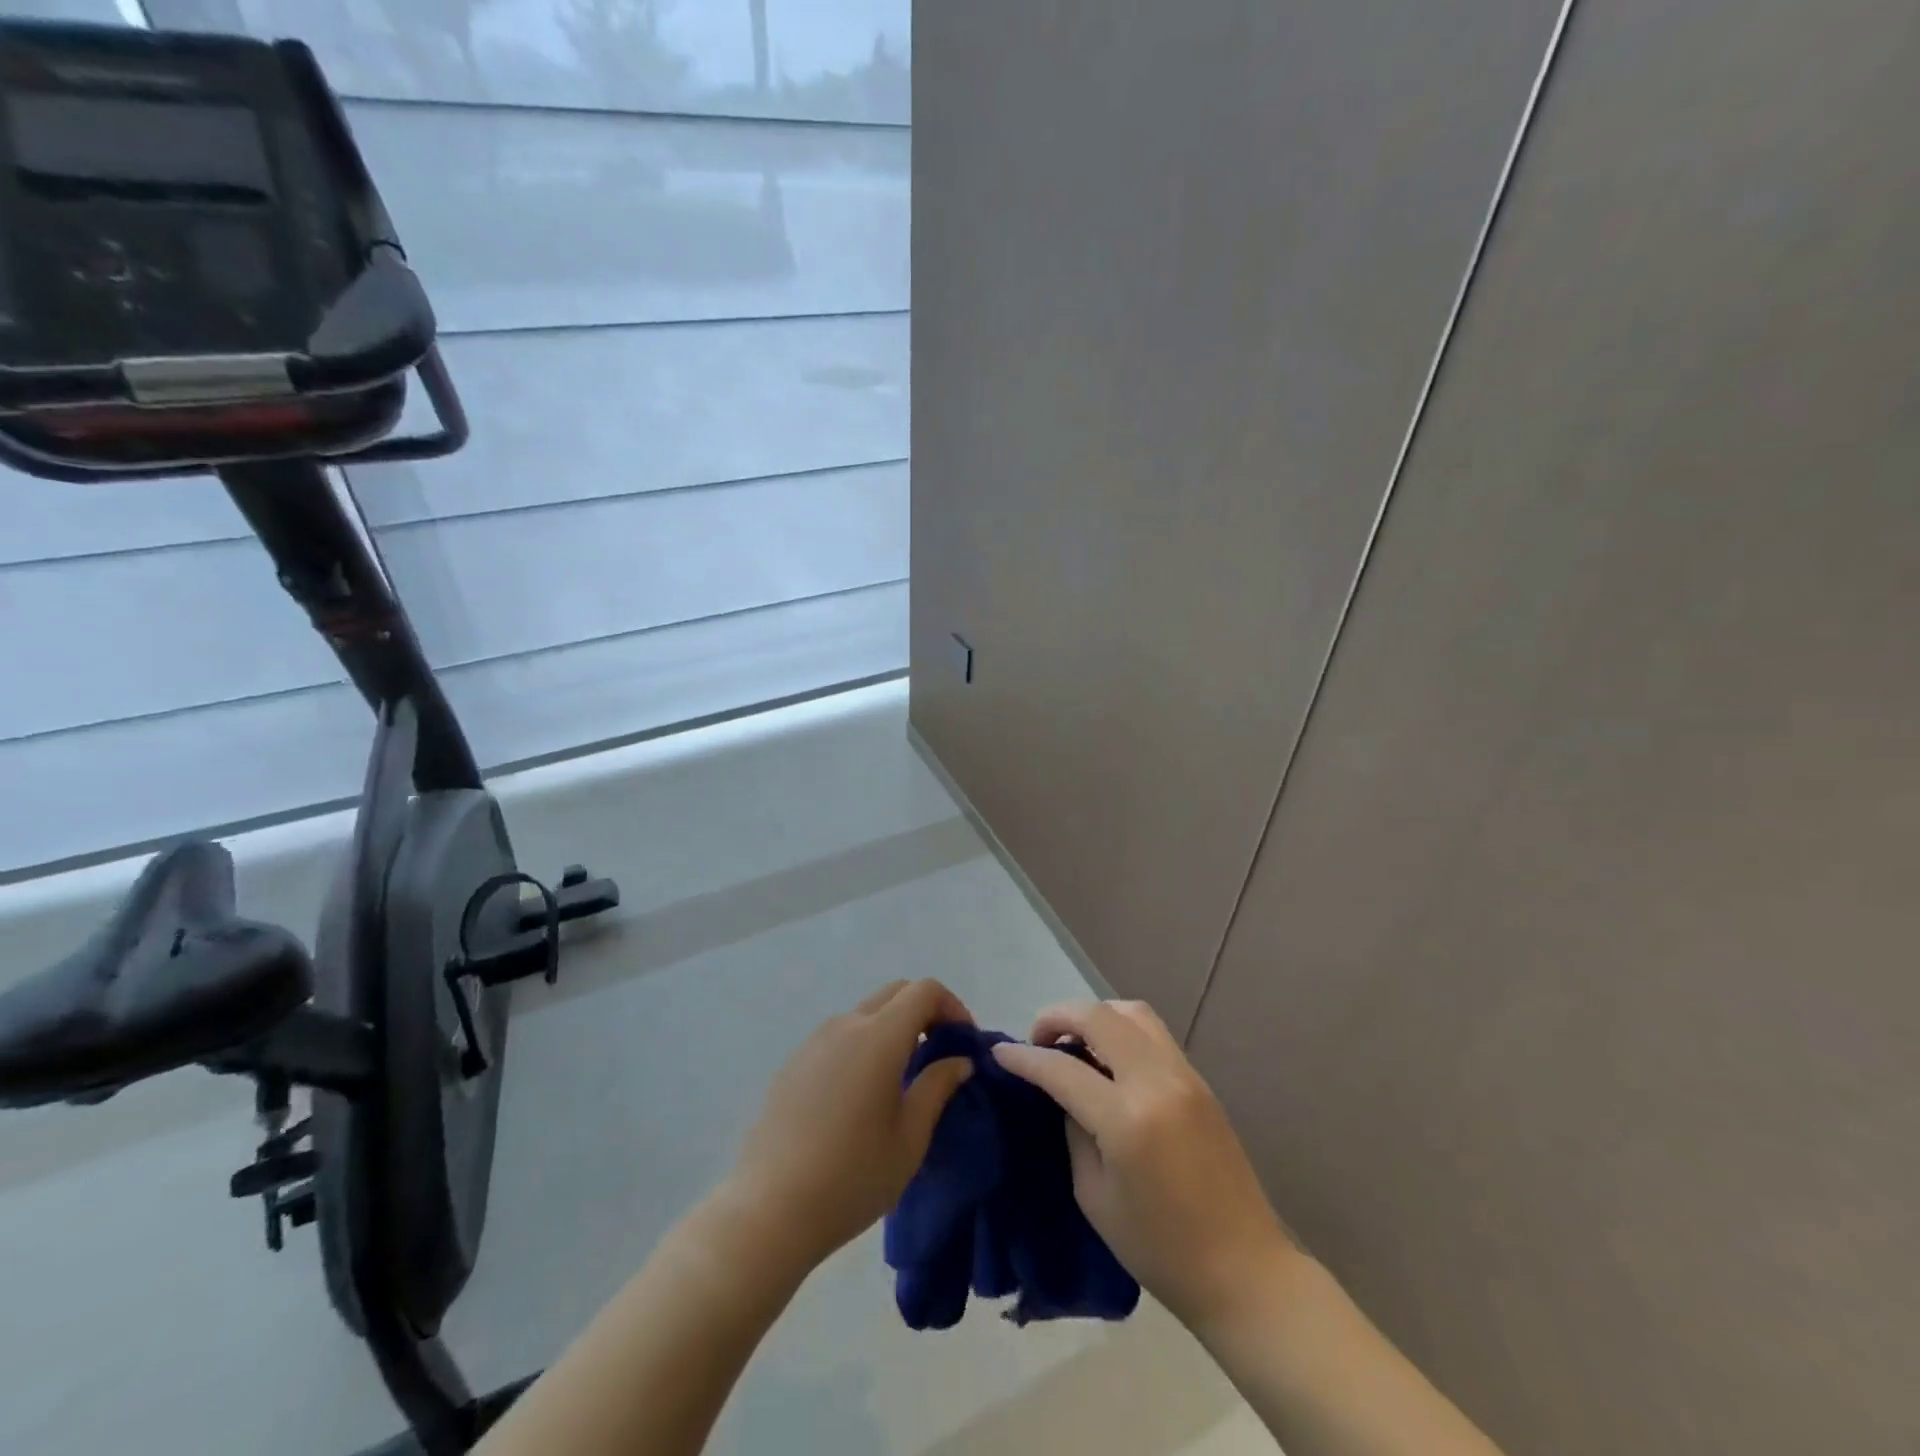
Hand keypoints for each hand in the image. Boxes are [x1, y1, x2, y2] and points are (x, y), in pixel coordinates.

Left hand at [726, 979, 974, 1268]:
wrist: (770, 1210)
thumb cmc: (852, 1177)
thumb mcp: (910, 1138)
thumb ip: (938, 1087)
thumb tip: (959, 1060)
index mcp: (879, 1037)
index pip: (924, 991)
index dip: (952, 1006)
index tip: (964, 1043)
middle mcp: (846, 1025)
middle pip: (895, 993)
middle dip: (925, 1011)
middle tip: (939, 1053)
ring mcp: (814, 1041)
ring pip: (865, 1013)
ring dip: (893, 1028)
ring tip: (902, 1077)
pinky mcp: (793, 1063)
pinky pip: (839, 1037)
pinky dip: (863, 1045)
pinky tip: (861, 1095)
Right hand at [993, 1000, 1292, 1330]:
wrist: (1243, 1269)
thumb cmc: (1160, 1248)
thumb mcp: (1094, 1195)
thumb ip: (1074, 1130)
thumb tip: (1063, 1090)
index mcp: (1126, 1119)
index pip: (1063, 1068)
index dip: (1026, 1058)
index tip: (1000, 1053)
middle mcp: (1156, 1081)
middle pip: (1099, 1017)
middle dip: (1057, 1016)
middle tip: (1037, 1039)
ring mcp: (1184, 1075)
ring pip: (1131, 1012)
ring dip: (1094, 1015)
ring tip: (1074, 1041)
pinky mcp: (1199, 1080)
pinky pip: (1153, 1032)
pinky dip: (1121, 1028)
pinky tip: (1107, 1056)